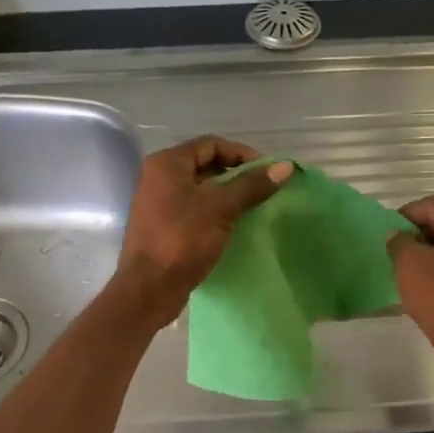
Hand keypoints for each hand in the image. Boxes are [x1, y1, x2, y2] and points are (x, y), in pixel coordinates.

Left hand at [112, 136, 292, 328]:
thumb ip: (252, 186)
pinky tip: (234, 225)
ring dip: (227, 194)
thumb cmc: (182, 241)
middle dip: (236, 174)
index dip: (242, 154)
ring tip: (253, 207)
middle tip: (264, 189)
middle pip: (205, 164)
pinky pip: (194, 209)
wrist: (148, 288)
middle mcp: (159, 177)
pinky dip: (215, 211)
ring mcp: (158, 203)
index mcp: (167, 164)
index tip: (267, 171)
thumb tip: (285, 167)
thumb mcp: (221, 209)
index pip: (211, 144)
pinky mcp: (163, 226)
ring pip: (200, 189)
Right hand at [388, 196, 433, 381]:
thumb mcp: (409, 265)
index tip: (389, 232)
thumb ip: (399, 242)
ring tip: (411, 270)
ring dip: (432, 251)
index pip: (432, 204)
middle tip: (397, 250)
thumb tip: (400, 235)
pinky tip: (430, 286)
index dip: (406, 213)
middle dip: (419, 232)